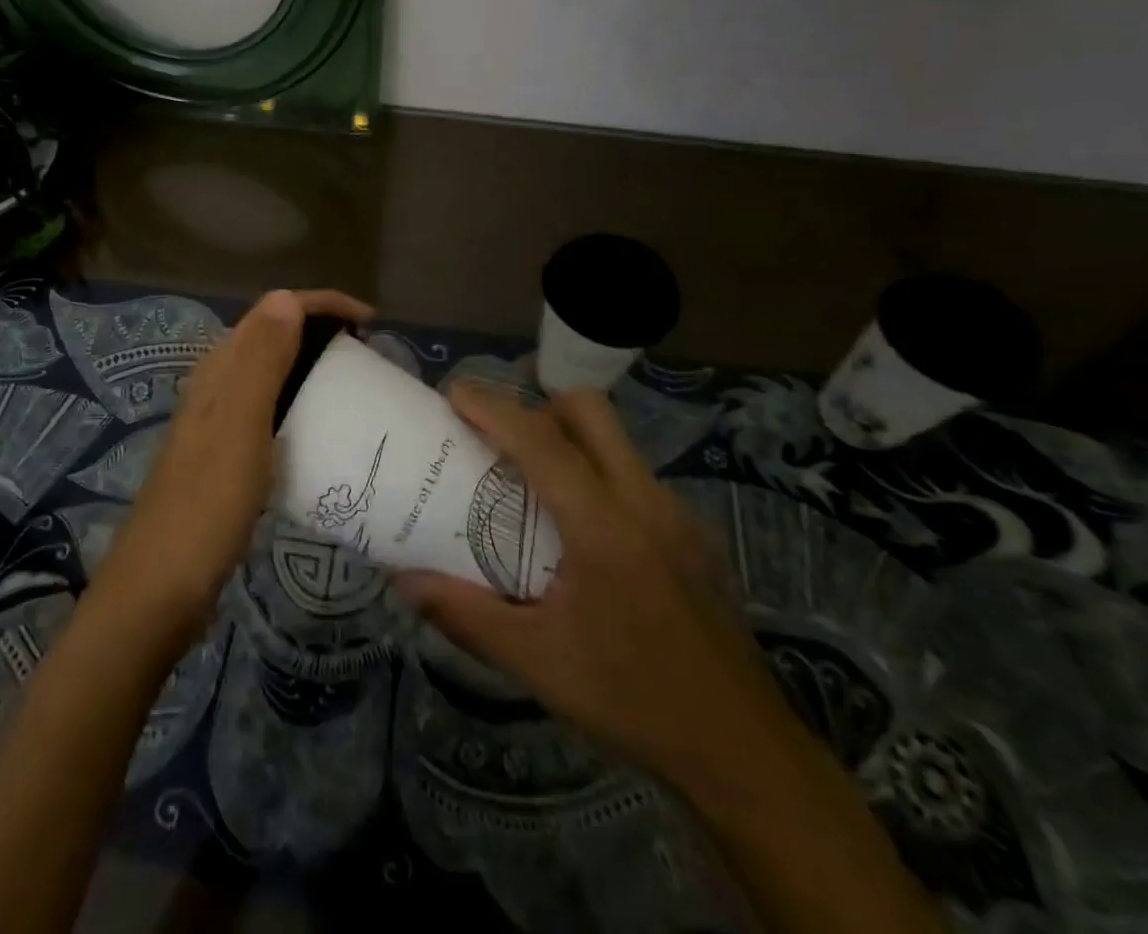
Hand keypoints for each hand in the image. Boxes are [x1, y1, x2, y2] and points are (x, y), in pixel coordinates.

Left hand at [90, 288, 373, 649]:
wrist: (160, 589)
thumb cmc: (205, 505)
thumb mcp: (239, 427)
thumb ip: (260, 362)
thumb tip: (286, 297)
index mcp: (219, 372)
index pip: (272, 312)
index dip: (321, 305)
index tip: (370, 323)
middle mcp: (217, 387)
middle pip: (273, 337)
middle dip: (320, 331)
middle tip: (368, 355)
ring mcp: (219, 423)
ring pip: (272, 373)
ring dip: (312, 365)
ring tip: (355, 384)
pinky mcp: (226, 456)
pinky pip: (271, 410)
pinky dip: (301, 403)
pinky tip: (322, 430)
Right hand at [396, 384, 822, 808]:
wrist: (744, 754)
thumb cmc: (632, 702)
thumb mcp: (537, 662)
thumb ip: (464, 614)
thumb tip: (402, 581)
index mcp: (605, 528)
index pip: (542, 443)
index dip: (494, 409)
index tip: (455, 393)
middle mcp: (645, 502)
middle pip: (589, 412)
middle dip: (537, 406)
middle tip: (498, 437)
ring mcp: (677, 514)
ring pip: (615, 440)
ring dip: (568, 439)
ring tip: (530, 482)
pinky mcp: (694, 533)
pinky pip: (634, 475)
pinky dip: (596, 474)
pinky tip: (581, 533)